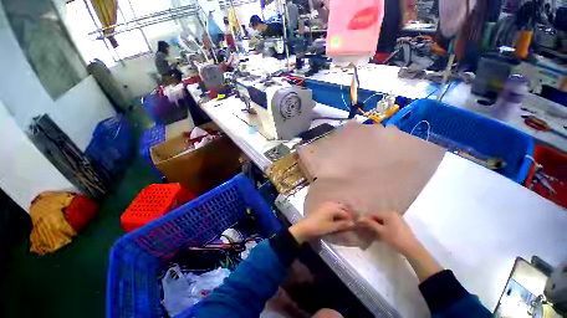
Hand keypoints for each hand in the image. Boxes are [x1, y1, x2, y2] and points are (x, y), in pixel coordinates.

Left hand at [289, 202, 355, 243]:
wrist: (306, 226)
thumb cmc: (320, 227)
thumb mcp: (332, 227)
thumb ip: (343, 224)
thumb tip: (353, 223)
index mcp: (334, 208)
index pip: (346, 213)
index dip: (350, 218)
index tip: (354, 224)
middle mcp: (330, 204)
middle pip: (342, 206)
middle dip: (347, 212)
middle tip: (351, 220)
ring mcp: (326, 204)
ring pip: (337, 205)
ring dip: (342, 210)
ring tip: (345, 218)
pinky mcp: (322, 206)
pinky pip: (332, 205)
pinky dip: (337, 209)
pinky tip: (337, 216)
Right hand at [358, 211, 418, 254]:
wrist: (412, 248)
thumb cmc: (395, 238)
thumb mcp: (381, 231)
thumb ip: (370, 223)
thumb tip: (360, 218)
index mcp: (388, 212)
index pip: (373, 214)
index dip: (367, 219)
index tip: (361, 224)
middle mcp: (392, 212)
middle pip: (378, 215)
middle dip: (372, 221)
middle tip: (367, 228)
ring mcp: (397, 217)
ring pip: (383, 219)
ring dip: (377, 223)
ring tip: (373, 230)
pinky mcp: (400, 223)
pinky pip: (388, 221)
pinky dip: (383, 225)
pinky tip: (381, 231)